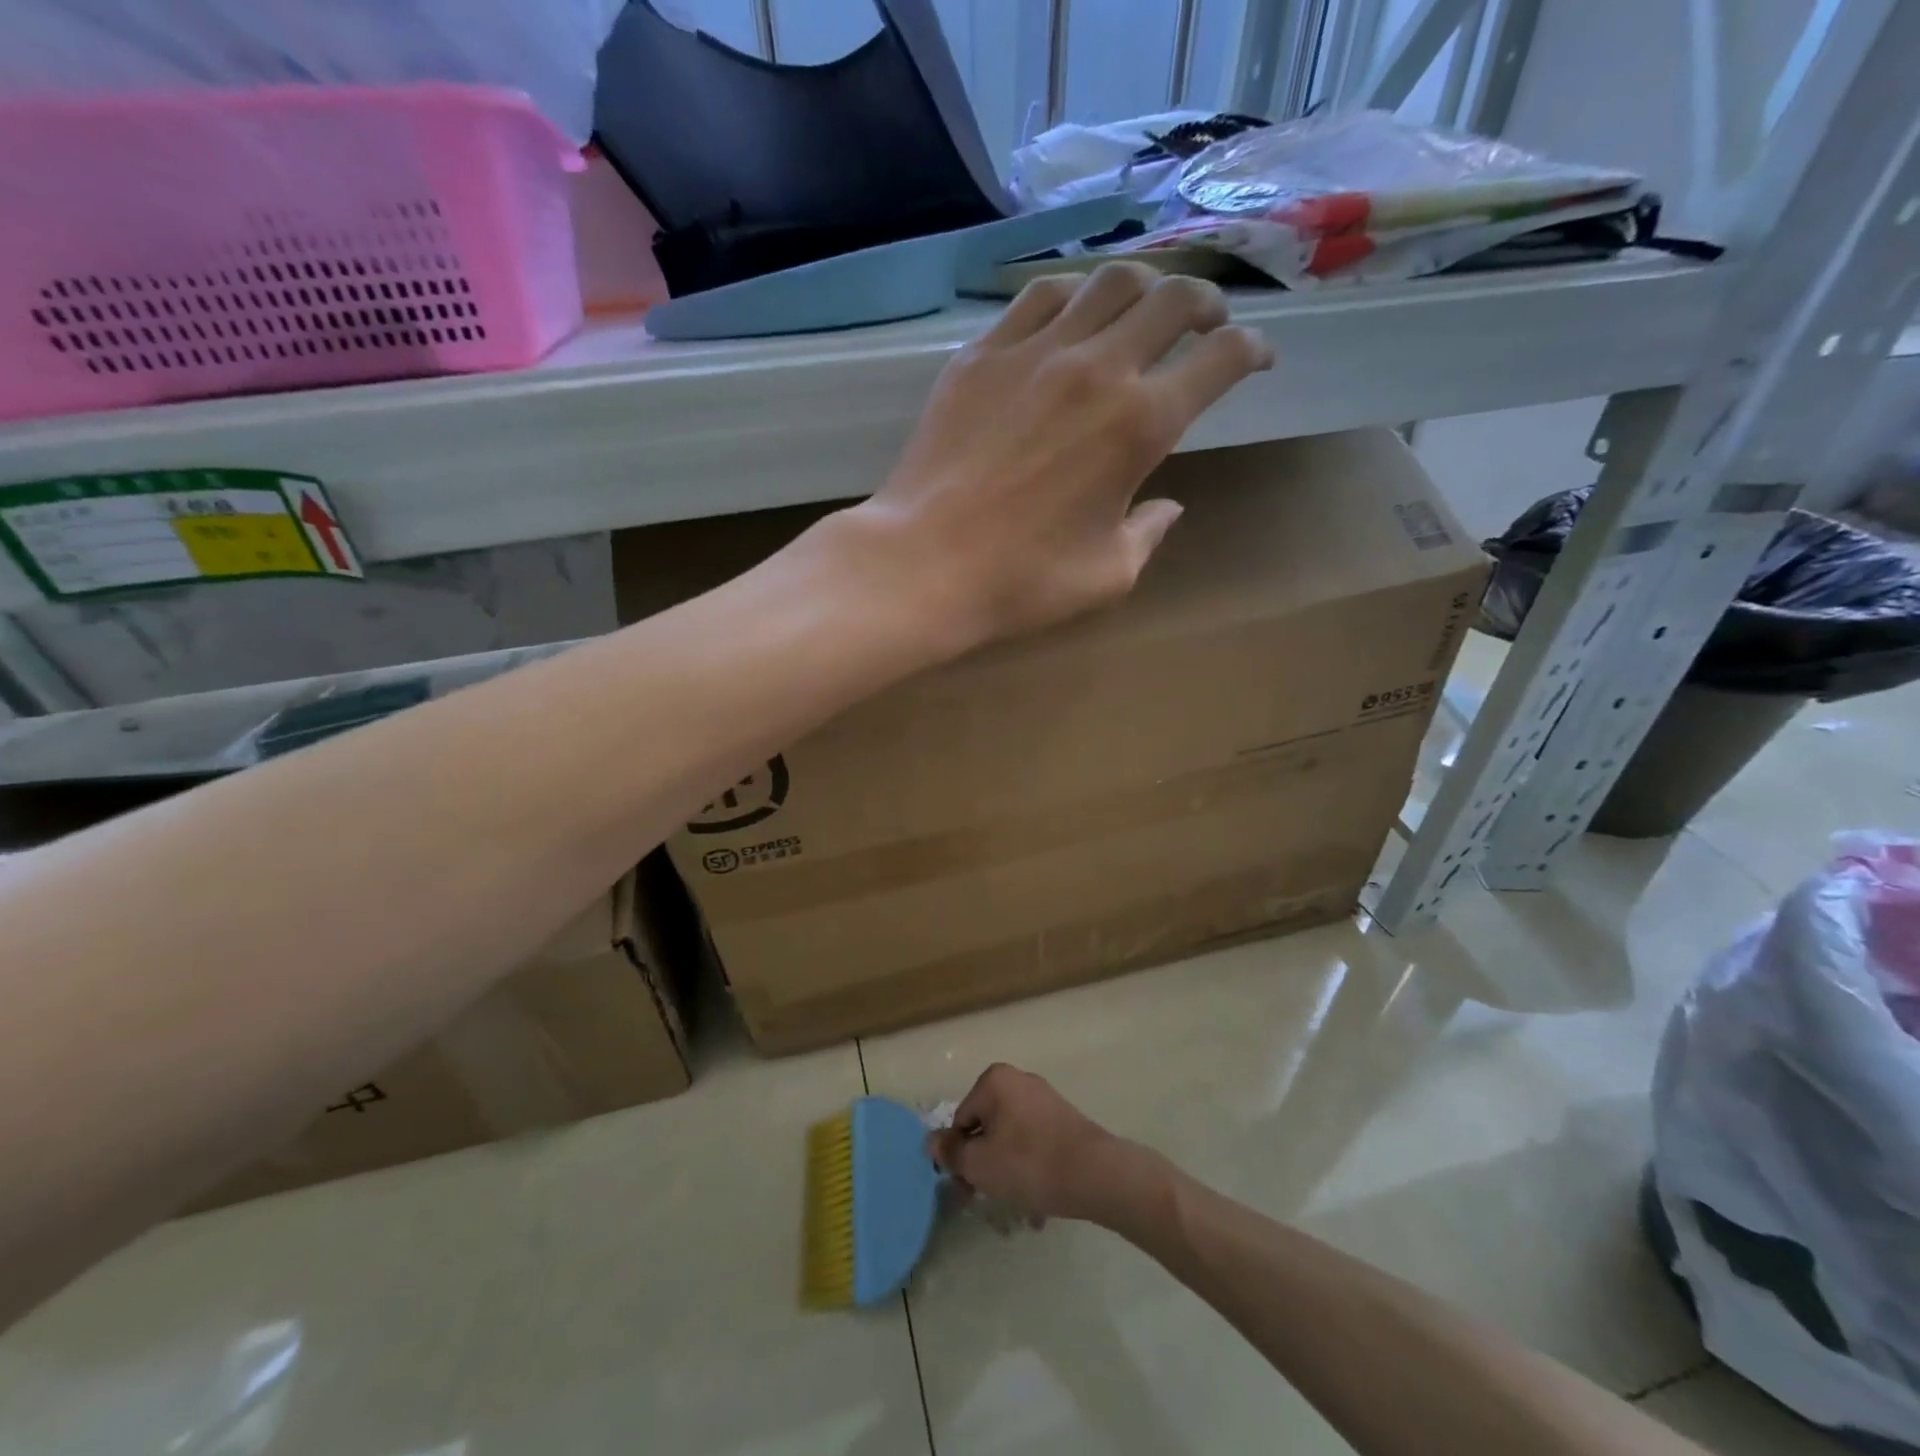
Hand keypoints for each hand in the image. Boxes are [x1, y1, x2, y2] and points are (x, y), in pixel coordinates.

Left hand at [843, 264, 1272, 652]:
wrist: (925, 563)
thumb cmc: (1022, 579)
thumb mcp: (1108, 574)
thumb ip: (1149, 532)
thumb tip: (1168, 506)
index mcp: (1141, 423)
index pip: (1220, 358)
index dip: (1251, 350)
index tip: (1256, 359)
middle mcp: (1096, 368)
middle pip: (1173, 297)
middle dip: (1206, 302)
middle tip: (1206, 323)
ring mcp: (1033, 352)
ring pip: (1107, 280)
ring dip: (1142, 287)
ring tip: (1141, 310)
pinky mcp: (981, 354)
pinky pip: (1038, 296)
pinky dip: (1071, 296)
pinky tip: (1069, 318)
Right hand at [927, 1063, 1143, 1226]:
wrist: (1095, 1174)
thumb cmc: (1029, 1164)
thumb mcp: (980, 1164)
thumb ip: (951, 1153)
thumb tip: (930, 1141)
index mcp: (994, 1081)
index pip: (961, 1120)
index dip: (959, 1156)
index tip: (965, 1188)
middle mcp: (1018, 1080)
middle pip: (986, 1127)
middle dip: (984, 1164)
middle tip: (986, 1198)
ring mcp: (1044, 1098)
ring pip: (1011, 1138)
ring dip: (1007, 1171)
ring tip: (1017, 1204)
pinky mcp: (1063, 1118)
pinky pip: (1034, 1143)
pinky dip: (1030, 1168)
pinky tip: (1038, 1201)